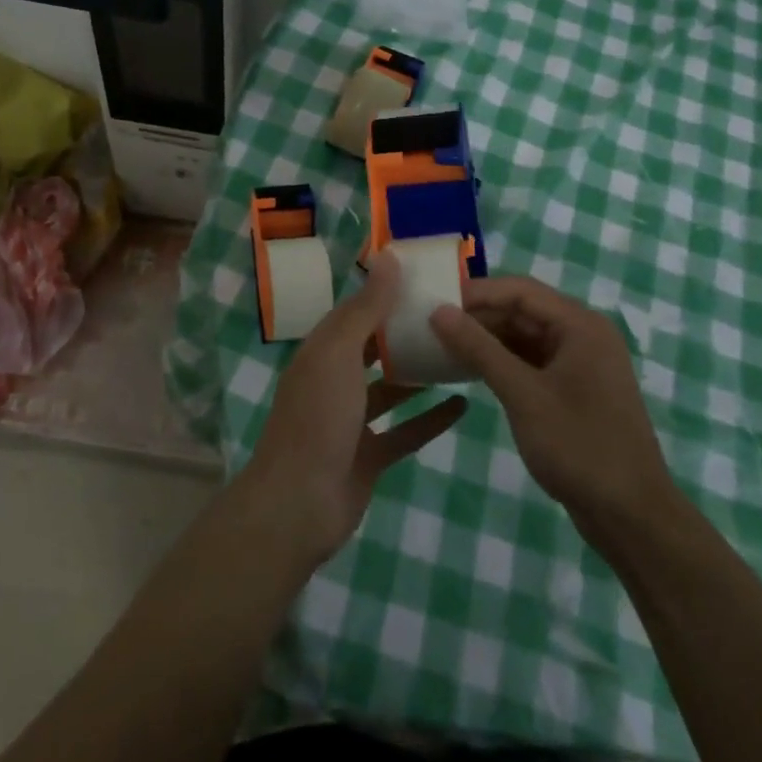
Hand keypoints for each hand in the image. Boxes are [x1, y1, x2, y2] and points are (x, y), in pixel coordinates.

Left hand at [241, 252, 467, 565]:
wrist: (298, 504)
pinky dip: (430, 418)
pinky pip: (405, 430)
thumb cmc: (318, 418)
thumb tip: (389, 257)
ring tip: (460, 353)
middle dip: (406, 331)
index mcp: (323, 350)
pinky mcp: (369, 455)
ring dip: (420, 373)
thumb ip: (367, 308)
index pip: (357, 310)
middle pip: (374, 347)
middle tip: (451, 314)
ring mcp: (352, 420)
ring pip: (391, 388)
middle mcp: (335, 379)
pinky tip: (463, 405)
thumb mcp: (340, 354)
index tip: (424, 277)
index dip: (386, 292)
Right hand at [430, 276, 679, 552]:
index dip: (476, 292)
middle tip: (433, 325)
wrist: (633, 517)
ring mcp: (581, 363)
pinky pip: (532, 361)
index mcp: (580, 325)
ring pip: (526, 336)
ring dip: (488, 339)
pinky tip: (472, 370)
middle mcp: (583, 334)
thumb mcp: (523, 395)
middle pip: (523, 310)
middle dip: (480, 316)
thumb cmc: (579, 447)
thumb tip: (439, 311)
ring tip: (444, 345)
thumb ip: (479, 349)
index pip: (520, 290)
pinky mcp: (575, 390)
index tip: (434, 302)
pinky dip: (503, 362)